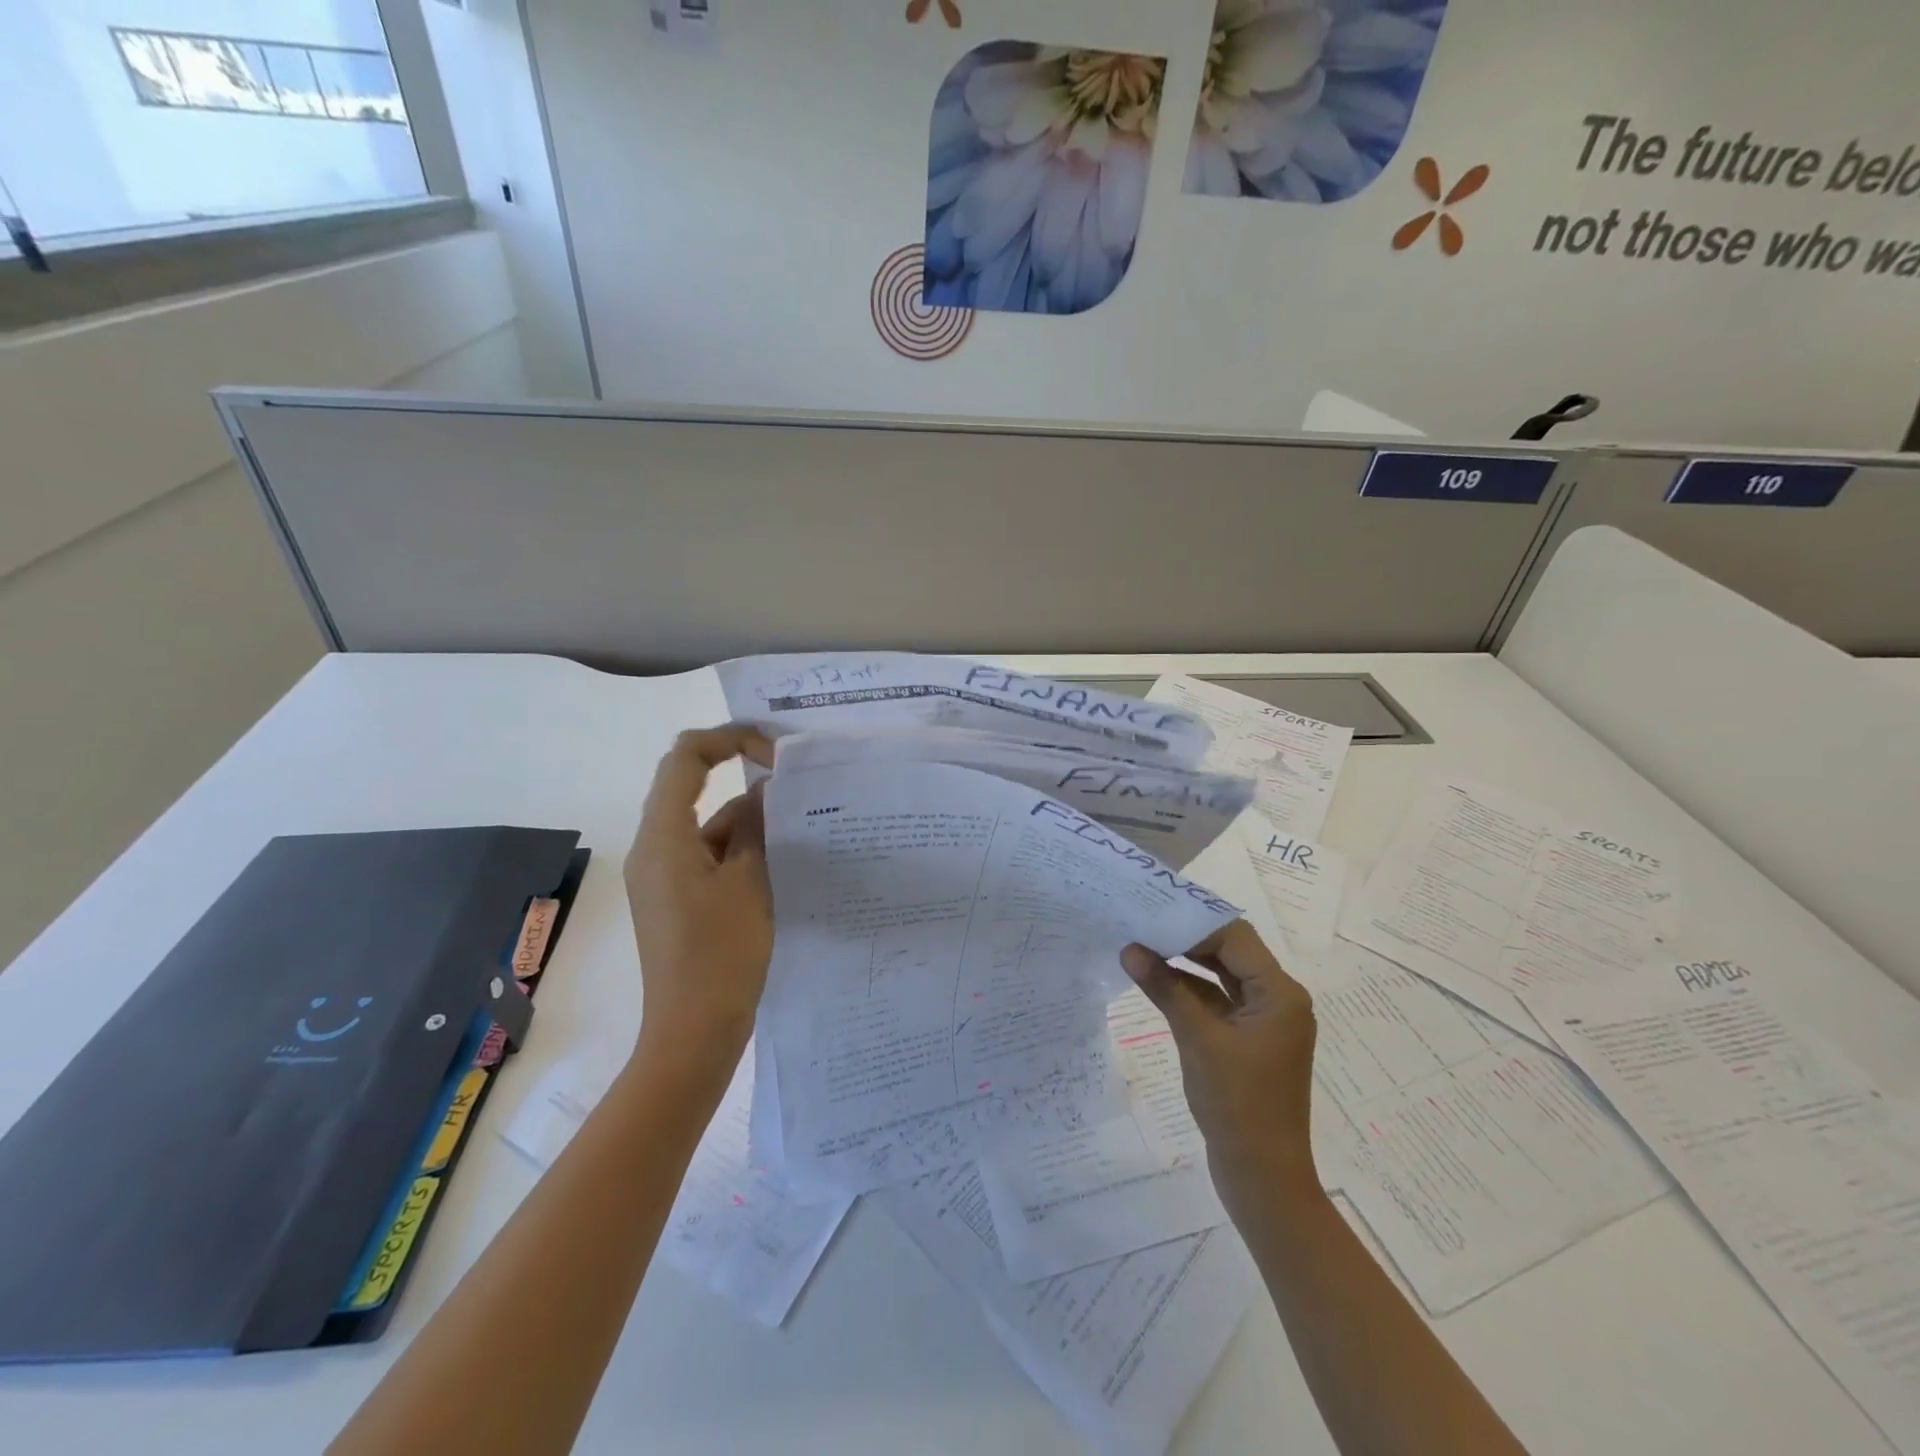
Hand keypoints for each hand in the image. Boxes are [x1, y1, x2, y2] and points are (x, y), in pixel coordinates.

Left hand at [624, 726, 775, 1067]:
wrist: (693, 1032)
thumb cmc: (721, 953)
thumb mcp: (750, 881)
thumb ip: (756, 827)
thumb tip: (765, 789)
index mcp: (663, 837)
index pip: (686, 758)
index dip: (729, 739)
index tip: (774, 750)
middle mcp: (653, 848)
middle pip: (691, 786)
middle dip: (741, 775)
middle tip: (790, 775)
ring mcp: (662, 875)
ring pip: (705, 823)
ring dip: (746, 818)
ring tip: (799, 823)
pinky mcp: (675, 898)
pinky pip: (706, 854)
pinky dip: (738, 848)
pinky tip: (780, 859)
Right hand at [1120, 921, 1319, 1217]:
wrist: (1263, 1177)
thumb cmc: (1237, 1105)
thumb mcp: (1198, 1040)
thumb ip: (1165, 989)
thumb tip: (1130, 949)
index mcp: (1280, 994)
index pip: (1235, 938)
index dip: (1193, 924)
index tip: (1151, 915)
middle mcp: (1278, 999)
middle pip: (1231, 952)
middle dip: (1187, 938)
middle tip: (1142, 925)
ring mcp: (1264, 1021)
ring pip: (1223, 976)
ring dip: (1186, 963)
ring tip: (1142, 946)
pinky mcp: (1249, 1040)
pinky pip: (1219, 1001)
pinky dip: (1190, 990)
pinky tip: (1156, 980)